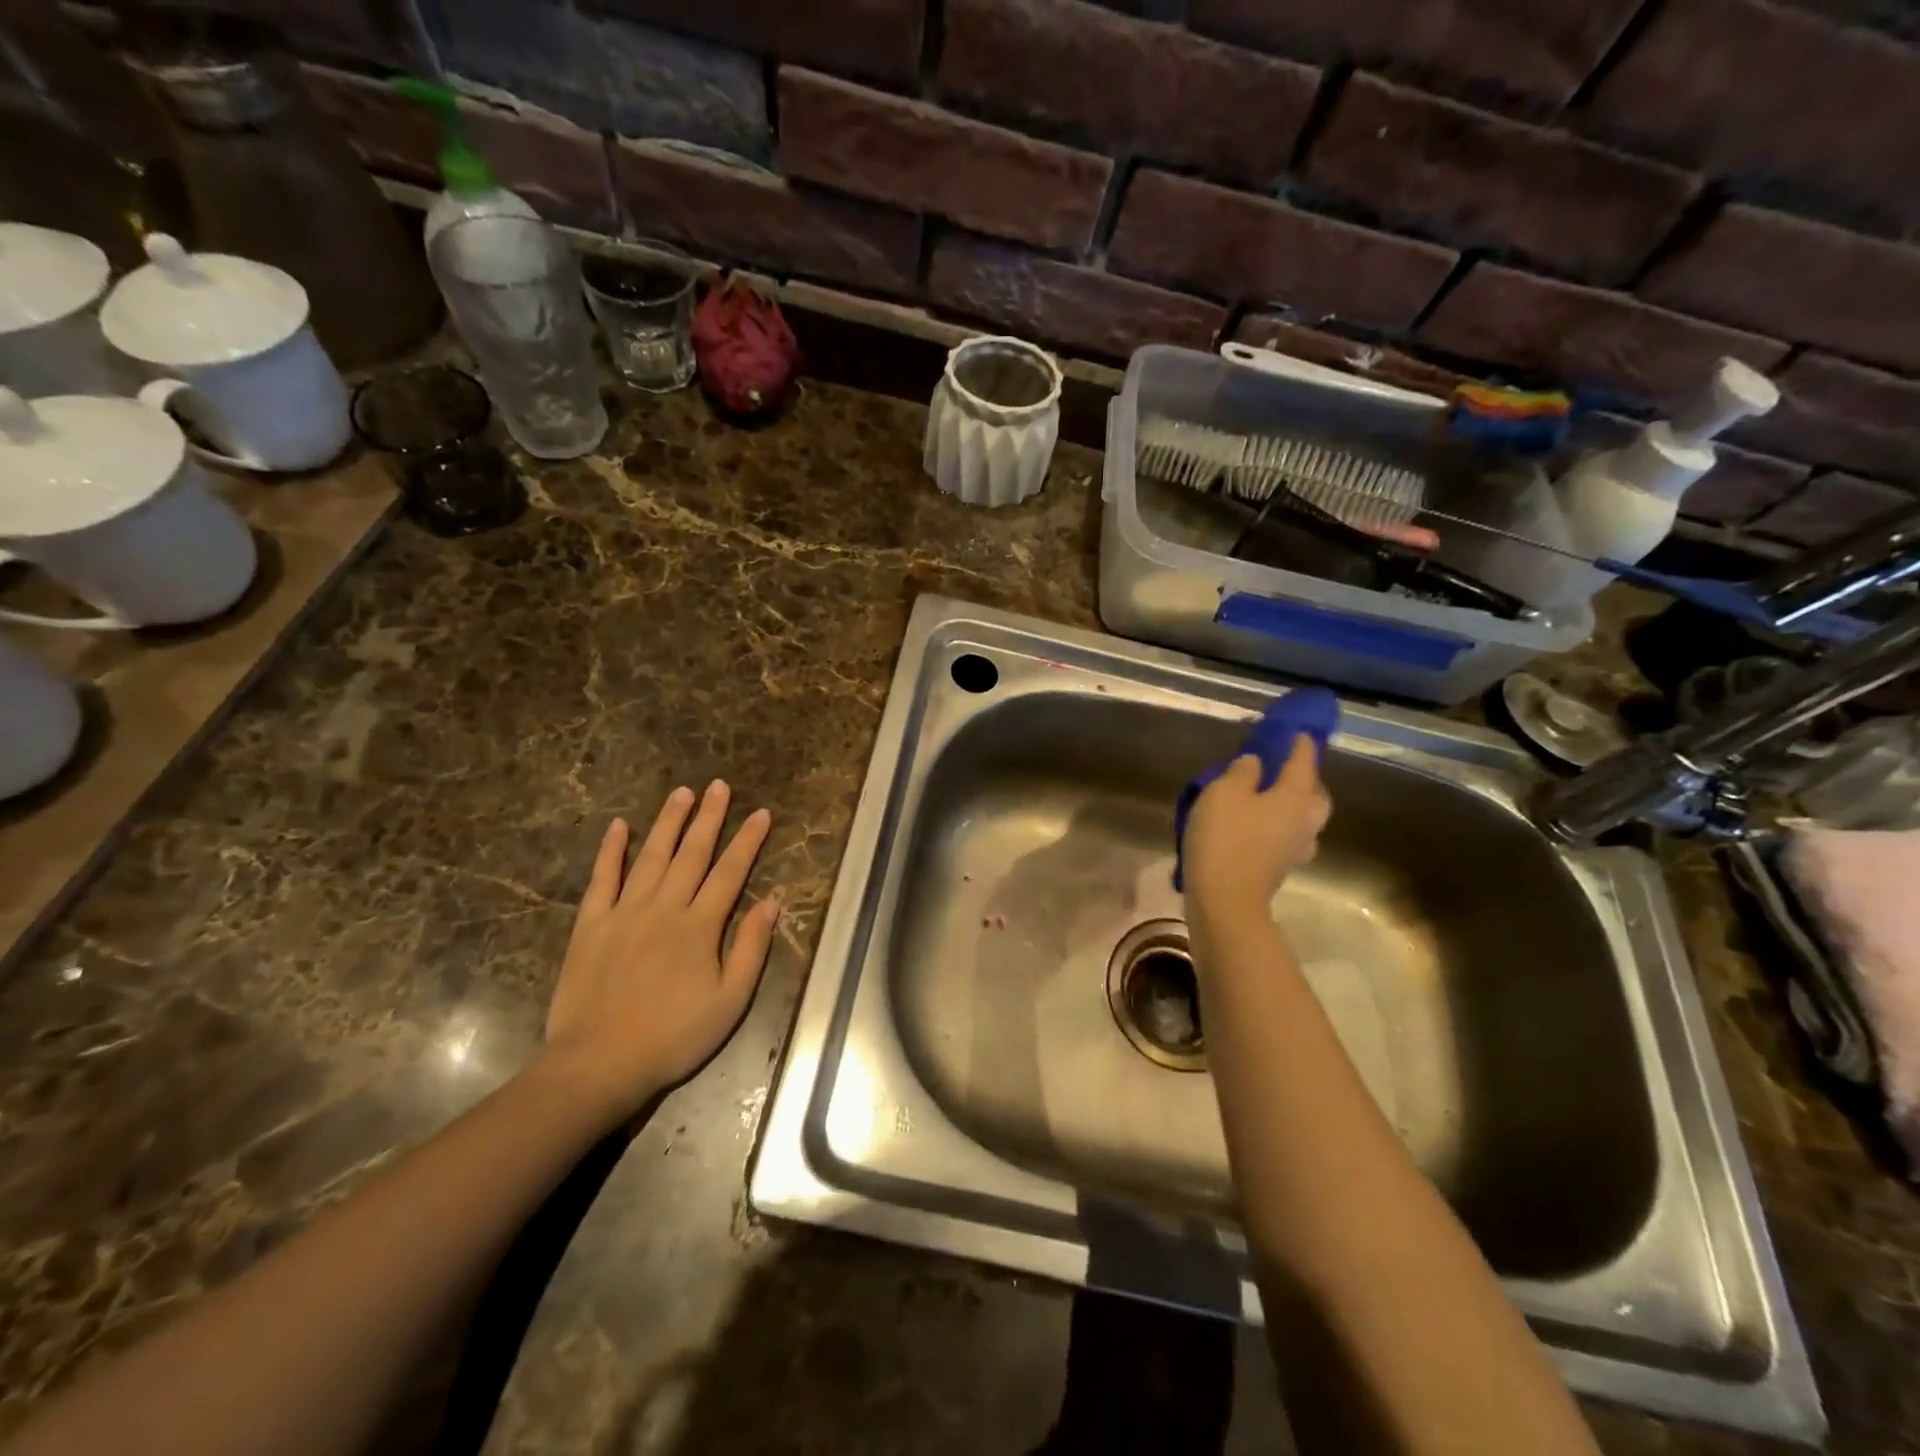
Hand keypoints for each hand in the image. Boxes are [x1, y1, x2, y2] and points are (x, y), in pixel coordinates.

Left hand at [543, 781, 779, 1122]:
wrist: (598, 1064)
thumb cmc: (674, 1036)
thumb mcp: (730, 1001)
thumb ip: (750, 949)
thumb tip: (770, 903)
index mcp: (700, 926)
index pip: (730, 872)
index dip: (748, 841)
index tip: (761, 813)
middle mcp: (664, 908)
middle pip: (692, 853)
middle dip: (709, 817)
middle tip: (719, 786)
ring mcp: (624, 912)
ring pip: (651, 857)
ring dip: (668, 823)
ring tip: (681, 792)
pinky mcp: (590, 925)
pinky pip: (602, 879)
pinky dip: (611, 851)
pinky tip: (619, 826)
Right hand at [1181, 735, 1329, 925]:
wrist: (1225, 899)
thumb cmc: (1226, 837)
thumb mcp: (1223, 793)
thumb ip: (1241, 772)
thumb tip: (1255, 764)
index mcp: (1295, 796)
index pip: (1304, 762)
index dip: (1300, 745)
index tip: (1299, 732)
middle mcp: (1305, 820)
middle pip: (1315, 794)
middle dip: (1306, 779)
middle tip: (1287, 768)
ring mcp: (1295, 848)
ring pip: (1305, 819)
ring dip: (1295, 805)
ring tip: (1272, 797)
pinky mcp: (1280, 868)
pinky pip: (1287, 837)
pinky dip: (1279, 826)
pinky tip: (1260, 825)